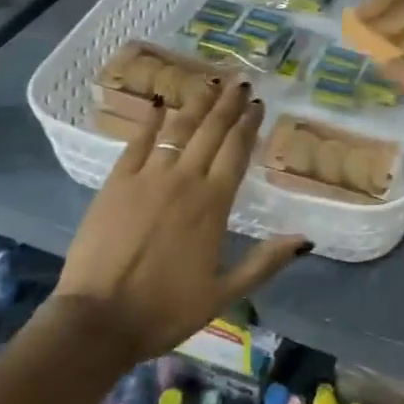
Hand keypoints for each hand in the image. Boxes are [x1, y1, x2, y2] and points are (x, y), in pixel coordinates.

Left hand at [54, 81, 308, 364]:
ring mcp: (148, 177)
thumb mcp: (224, 293)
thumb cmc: (165, 310)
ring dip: (197, 104)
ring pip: (178, 129)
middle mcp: (185, 180)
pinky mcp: (116, 182)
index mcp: (213, 204)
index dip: (249, 124)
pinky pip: (138, 142)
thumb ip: (265, 262)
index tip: (258, 103)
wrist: (98, 321)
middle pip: (211, 131)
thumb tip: (305, 239)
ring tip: (210, 82)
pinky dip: (150, 120)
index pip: (236, 151)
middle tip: (240, 82)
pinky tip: (159, 103)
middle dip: (228, 104)